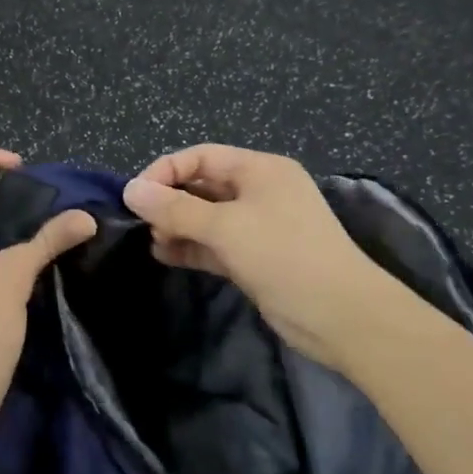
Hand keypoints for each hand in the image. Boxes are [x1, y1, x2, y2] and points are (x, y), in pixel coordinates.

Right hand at [122, 145, 419, 373]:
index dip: (165, 171)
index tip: (135, 196)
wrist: (342, 317)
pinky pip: (214, 244)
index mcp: (260, 170)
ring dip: (177, 226)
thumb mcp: (225, 227)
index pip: (201, 156)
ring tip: (153, 242)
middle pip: (202, 185)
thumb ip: (174, 209)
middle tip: (141, 223)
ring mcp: (259, 226)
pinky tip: (165, 256)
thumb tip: (130, 190)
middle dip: (169, 201)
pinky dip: (190, 247)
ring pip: (206, 217)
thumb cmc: (284, 256)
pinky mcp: (256, 258)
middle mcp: (259, 192)